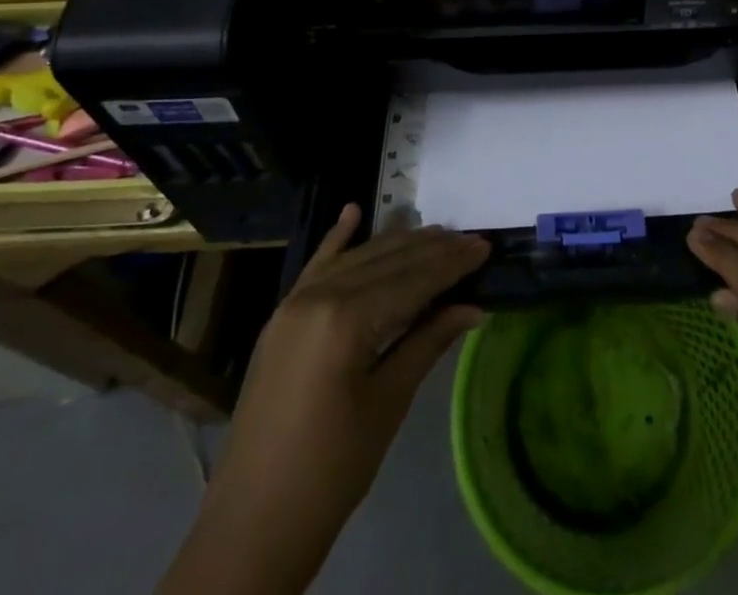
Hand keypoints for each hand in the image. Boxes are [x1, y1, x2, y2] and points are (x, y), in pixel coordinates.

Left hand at [161, 205, 489, 594]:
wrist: (252, 525)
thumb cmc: (331, 471)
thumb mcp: (387, 403)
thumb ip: (428, 342)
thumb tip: (473, 306)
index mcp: (346, 320)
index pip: (412, 280)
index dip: (452, 264)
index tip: (485, 247)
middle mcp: (318, 296)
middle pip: (387, 262)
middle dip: (432, 250)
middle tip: (471, 240)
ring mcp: (294, 304)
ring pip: (357, 259)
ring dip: (397, 244)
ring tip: (436, 232)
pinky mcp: (281, 318)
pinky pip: (315, 266)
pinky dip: (337, 239)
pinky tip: (353, 211)